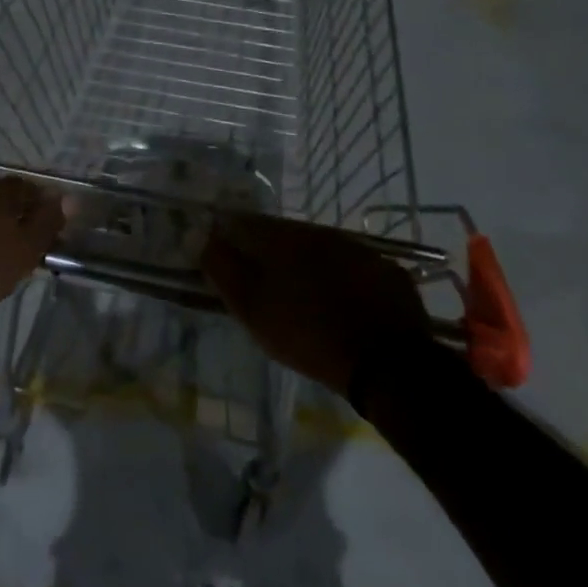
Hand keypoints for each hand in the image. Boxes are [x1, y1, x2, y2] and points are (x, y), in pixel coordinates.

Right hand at [202, 213, 432, 399]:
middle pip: (282, 234)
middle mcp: (320, 232)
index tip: (222, 259)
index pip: (244, 223)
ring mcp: (358, 249)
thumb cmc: (307, 334)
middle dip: (266, 251)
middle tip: (260, 283)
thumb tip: (200, 236)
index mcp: (284, 237)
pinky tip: (339, 302)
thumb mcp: (252, 308)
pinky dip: (338, 278)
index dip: (228, 237)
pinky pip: (351, 267)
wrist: (387, 364)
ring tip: (299, 295)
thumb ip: (222, 269)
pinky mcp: (386, 271)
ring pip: (319, 249)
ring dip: (303, 263)